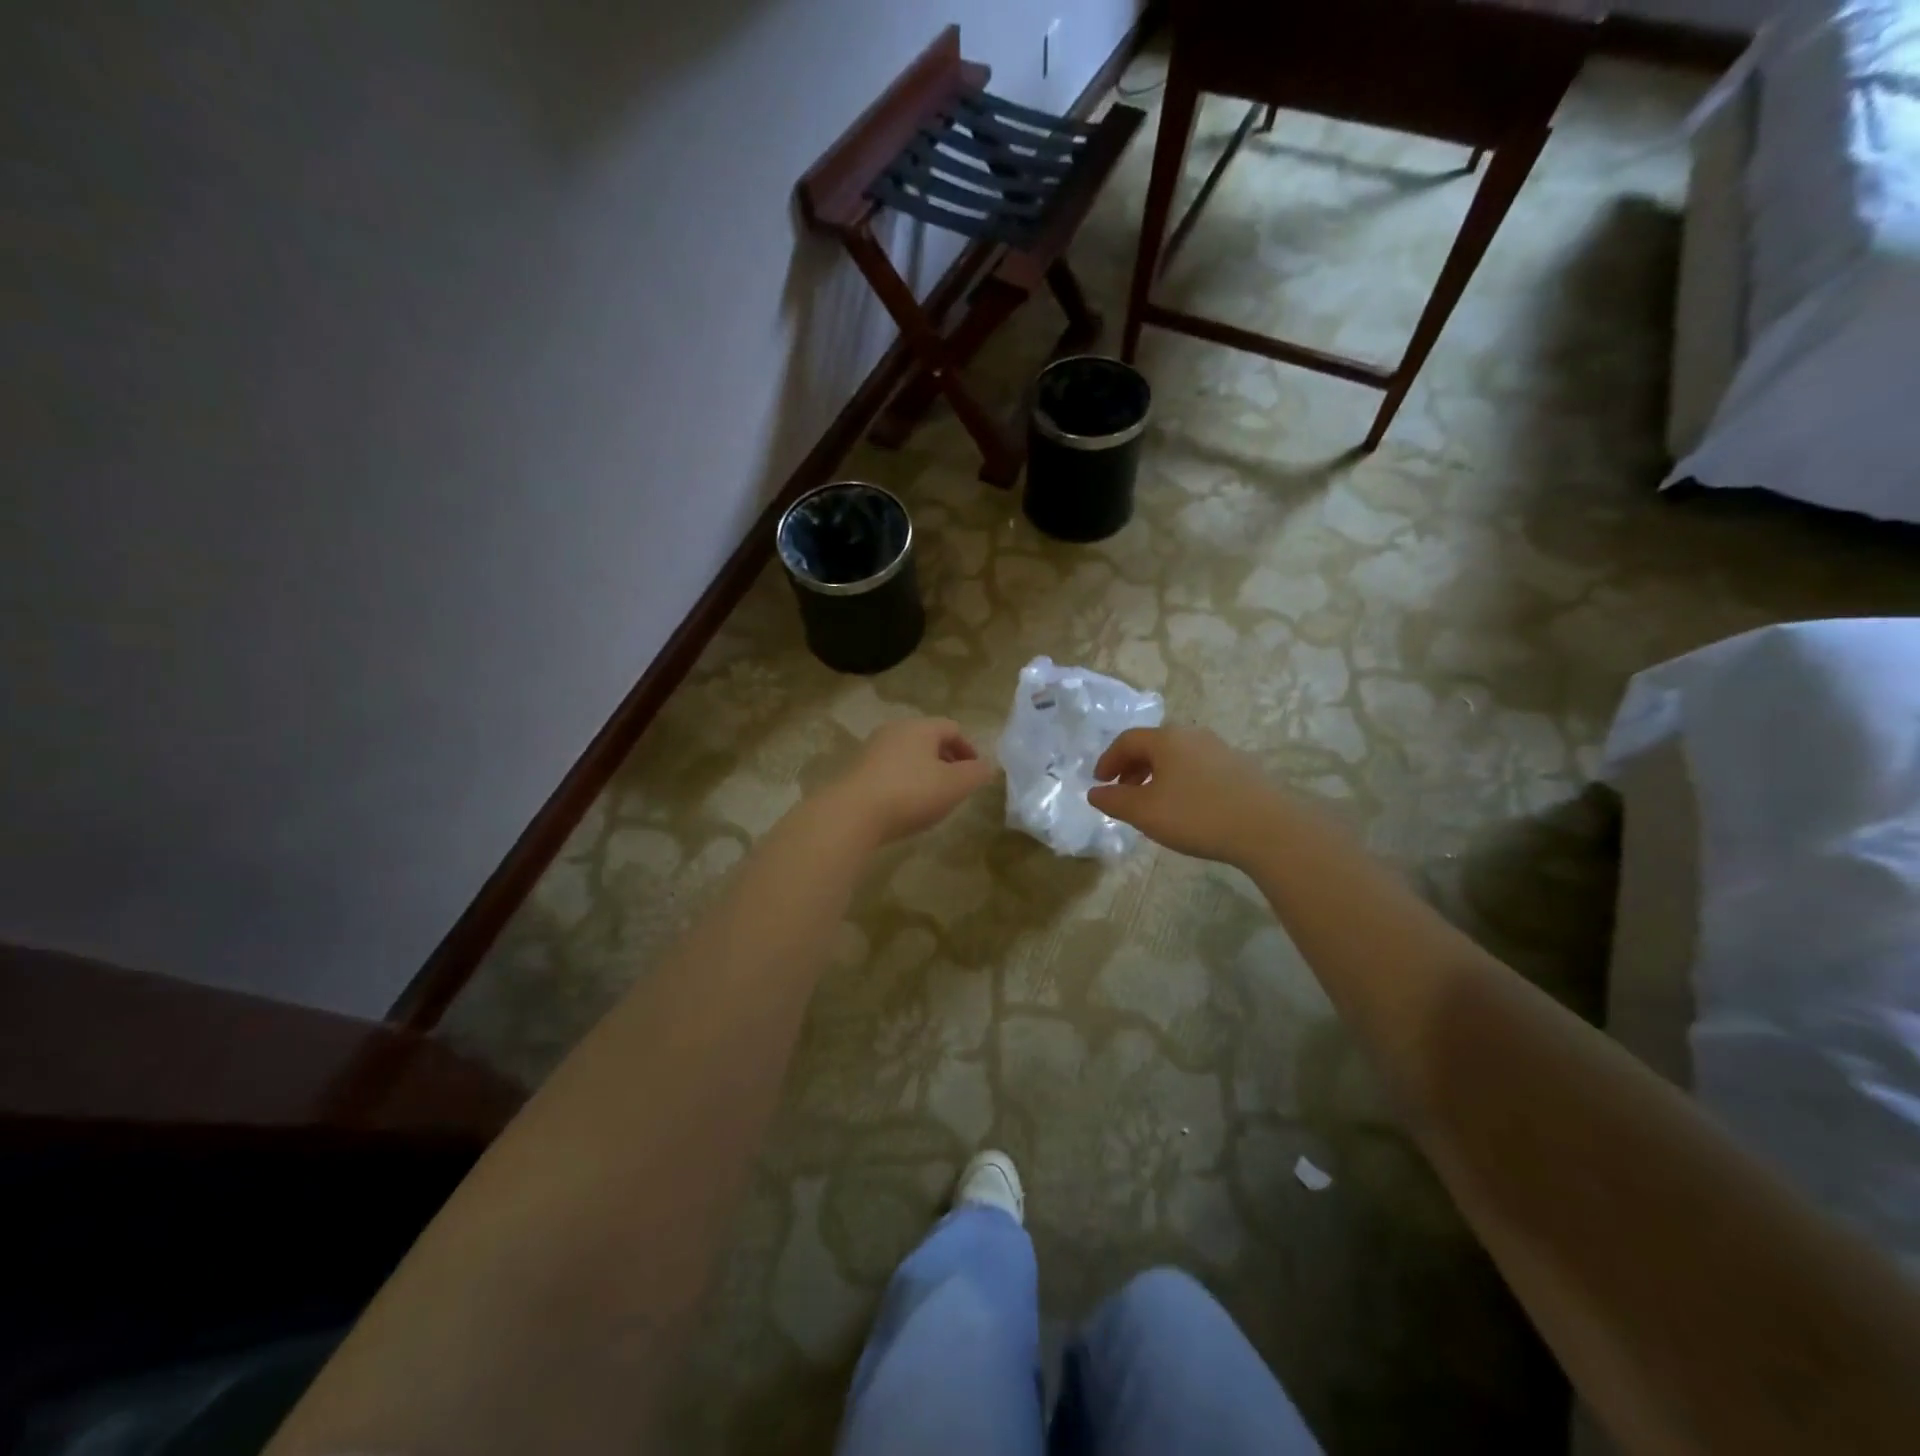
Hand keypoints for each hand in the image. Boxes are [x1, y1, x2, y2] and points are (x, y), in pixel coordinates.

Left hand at [824, 718, 999, 846]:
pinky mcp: (856, 770)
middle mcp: (894, 730)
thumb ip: (975, 774)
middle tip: (956, 785)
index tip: (975, 772)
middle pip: (928, 739)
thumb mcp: (954, 786)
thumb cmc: (910, 793)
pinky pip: (889, 770)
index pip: (952, 728)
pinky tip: (904, 806)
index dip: (968, 749)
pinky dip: (903, 782)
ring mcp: (872, 749)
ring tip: (932, 798)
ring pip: (907, 755)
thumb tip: (986, 766)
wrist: (852, 814)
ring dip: (924, 772)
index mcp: (920, 727)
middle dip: (946, 759)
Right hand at [1086, 727, 1287, 866]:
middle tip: (1122, 792)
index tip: (1099, 783)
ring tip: (1153, 802)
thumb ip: (1114, 801)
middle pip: (1153, 745)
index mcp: (1166, 739)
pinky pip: (1198, 767)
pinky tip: (1186, 807)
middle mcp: (1193, 736)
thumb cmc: (1197, 815)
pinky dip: (1181, 780)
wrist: (1268, 827)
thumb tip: (1094, 793)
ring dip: (1157, 774)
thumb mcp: (1145, 812)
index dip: (1108, 760)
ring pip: (1178, 756)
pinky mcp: (1241, 767)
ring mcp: (1221, 749)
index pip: (1127, 740)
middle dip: (1132, 767)